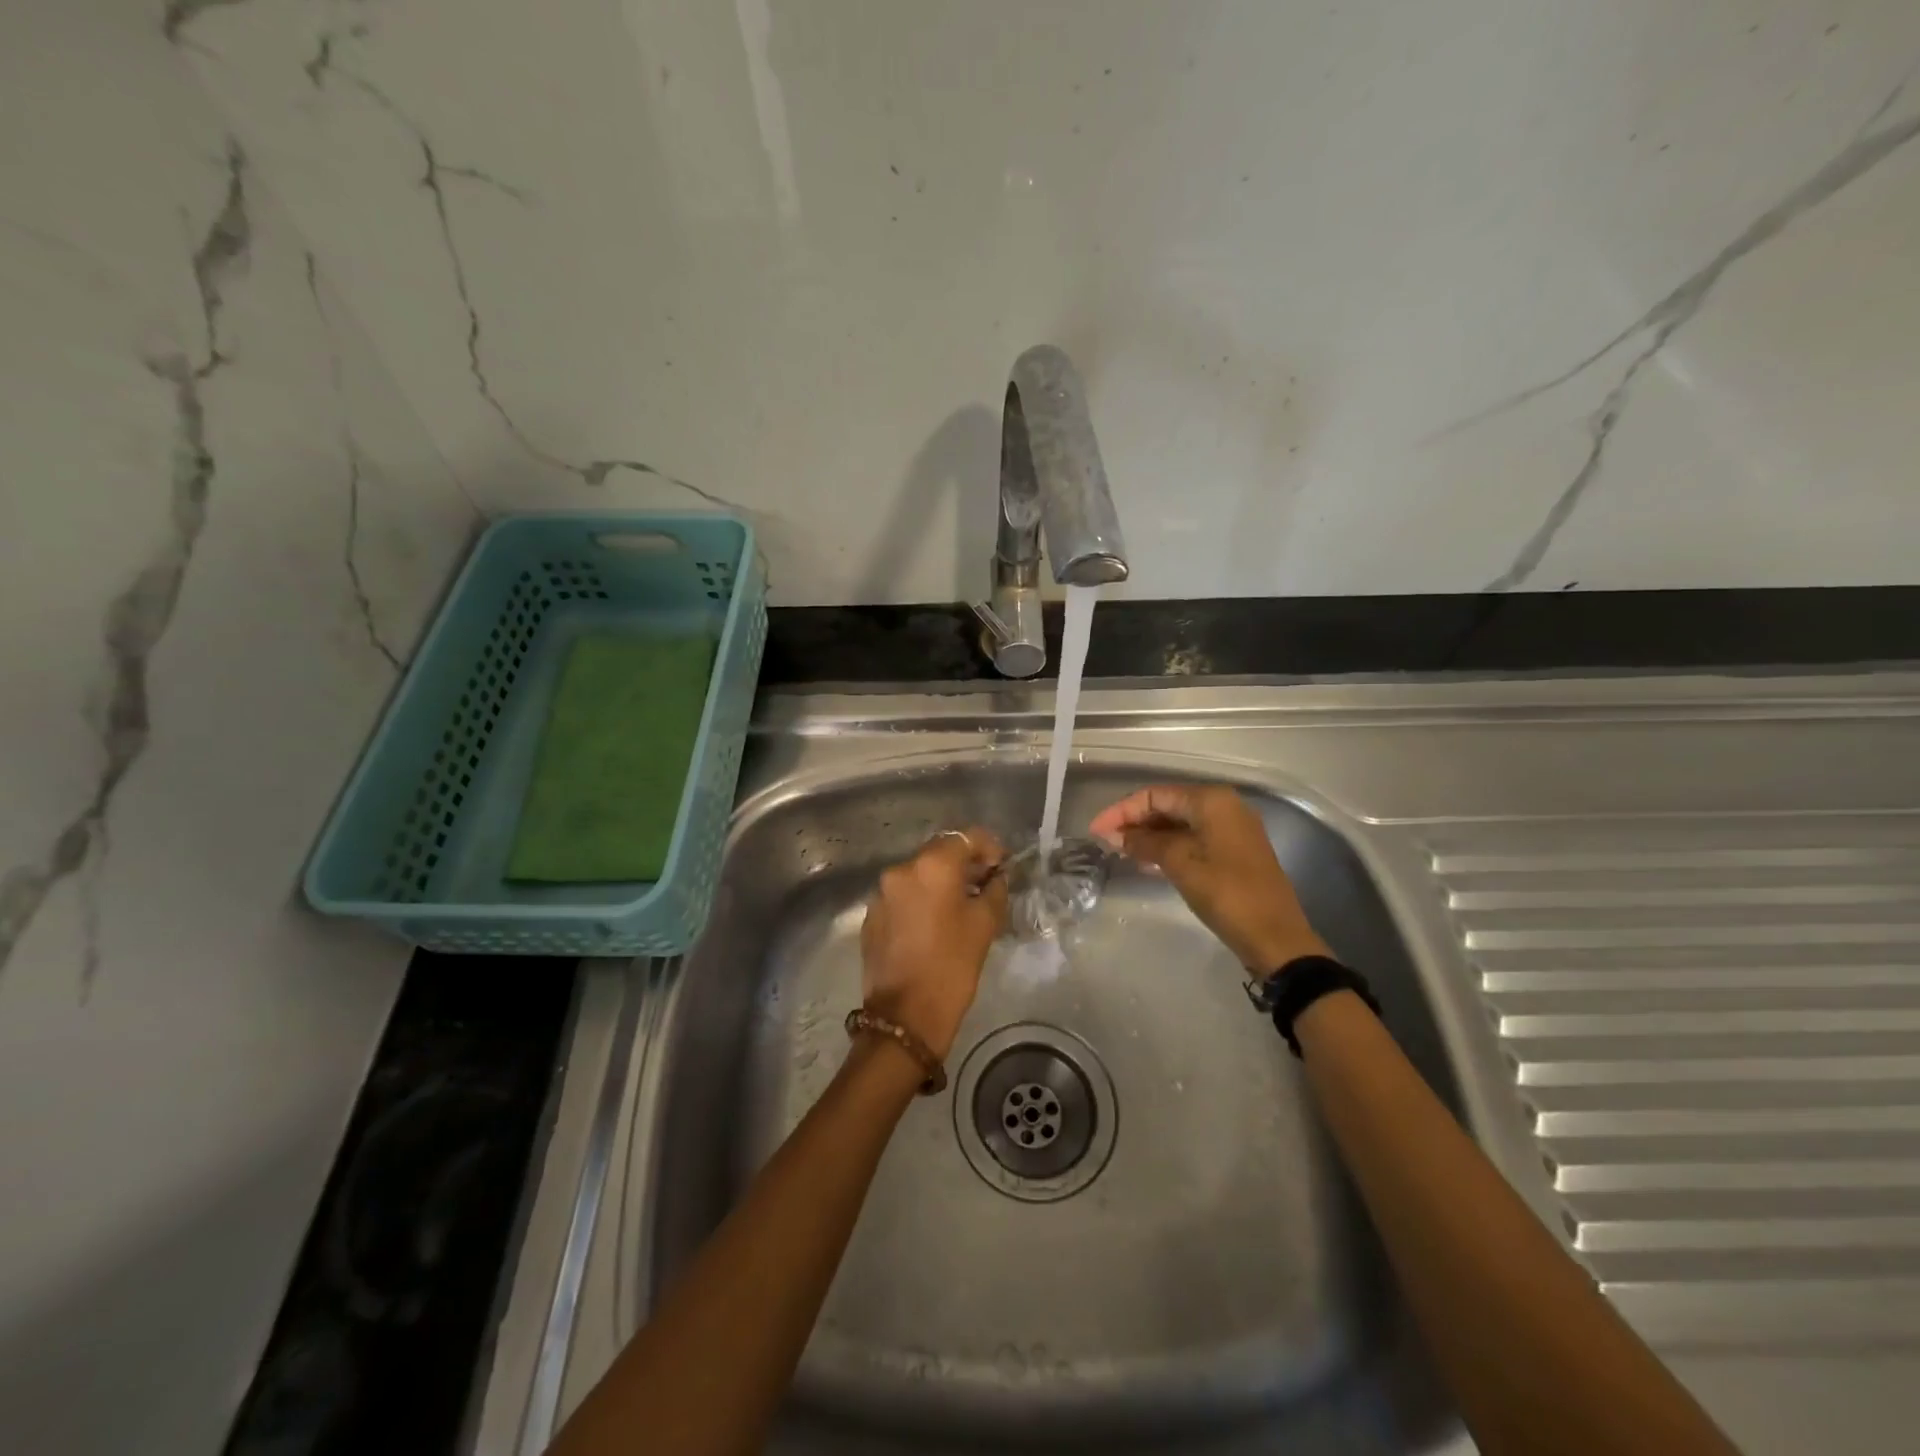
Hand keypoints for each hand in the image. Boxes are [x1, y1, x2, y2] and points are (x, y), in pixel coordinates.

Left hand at [859, 827, 1008, 1059]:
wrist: (905, 1016)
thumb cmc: (952, 966)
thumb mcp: (984, 925)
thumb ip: (994, 890)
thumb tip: (995, 877)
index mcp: (932, 866)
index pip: (966, 837)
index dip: (988, 846)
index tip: (1001, 865)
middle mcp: (902, 869)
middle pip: (939, 852)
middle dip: (964, 862)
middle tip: (984, 883)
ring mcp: (882, 892)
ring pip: (919, 874)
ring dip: (940, 881)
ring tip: (959, 905)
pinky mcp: (871, 915)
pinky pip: (902, 895)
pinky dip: (920, 899)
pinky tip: (933, 924)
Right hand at [1089, 784, 1331, 971]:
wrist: (1275, 938)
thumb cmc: (1226, 894)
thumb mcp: (1180, 864)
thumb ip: (1145, 843)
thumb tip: (1114, 835)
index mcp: (1211, 800)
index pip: (1155, 795)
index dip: (1121, 811)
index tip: (1095, 831)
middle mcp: (1224, 806)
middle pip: (1167, 805)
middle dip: (1134, 822)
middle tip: (1104, 842)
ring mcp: (1232, 829)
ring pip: (1179, 823)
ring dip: (1149, 835)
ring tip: (1120, 852)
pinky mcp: (1234, 851)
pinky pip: (1193, 838)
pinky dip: (1168, 846)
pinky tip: (1147, 861)